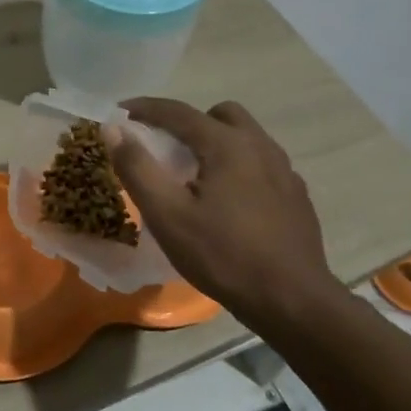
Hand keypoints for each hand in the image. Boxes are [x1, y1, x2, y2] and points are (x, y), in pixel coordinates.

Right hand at [106, 98, 337, 327]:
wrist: (293, 302)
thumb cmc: (223, 256)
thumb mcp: (167, 215)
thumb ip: (137, 168)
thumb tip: (113, 130)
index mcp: (227, 145)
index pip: (178, 112)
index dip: (145, 108)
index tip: (119, 112)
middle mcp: (260, 146)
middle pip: (220, 114)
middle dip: (188, 122)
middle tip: (166, 148)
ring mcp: (284, 170)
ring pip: (245, 137)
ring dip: (216, 142)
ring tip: (195, 175)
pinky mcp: (296, 195)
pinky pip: (262, 164)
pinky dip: (238, 167)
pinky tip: (228, 201)